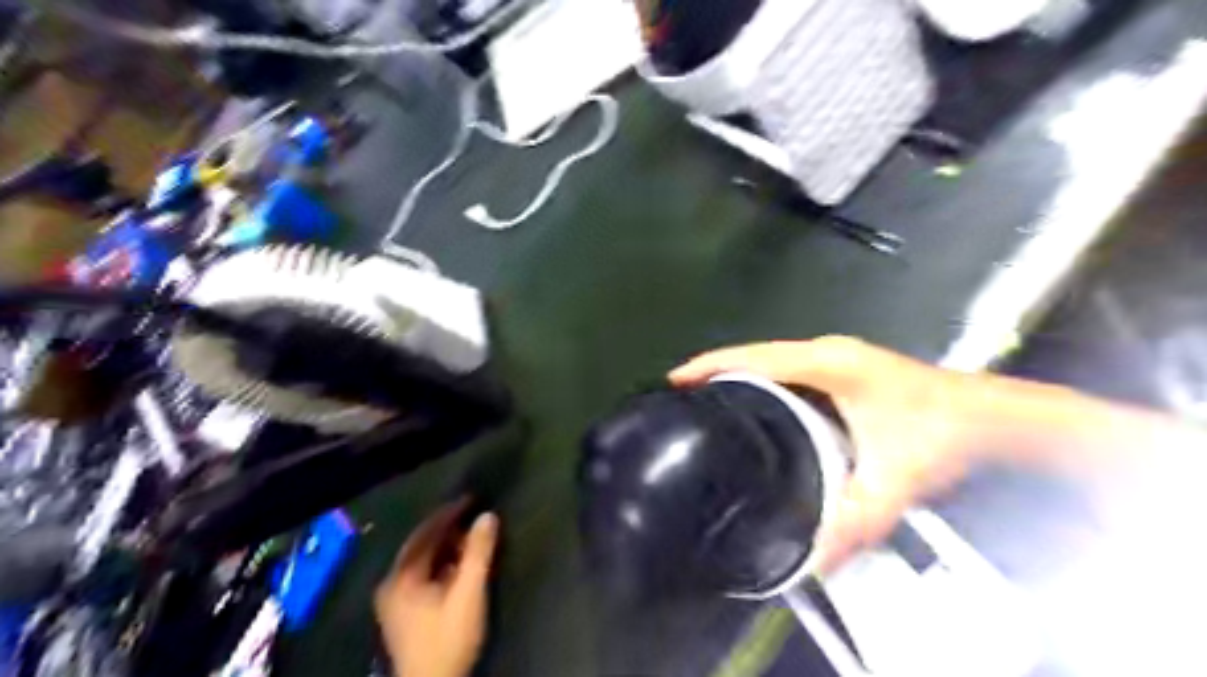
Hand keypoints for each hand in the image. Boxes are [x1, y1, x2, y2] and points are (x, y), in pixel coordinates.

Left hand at [373, 500, 493, 676]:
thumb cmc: (448, 638)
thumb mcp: (468, 593)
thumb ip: (478, 553)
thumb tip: (488, 516)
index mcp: (402, 575)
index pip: (426, 531)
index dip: (450, 512)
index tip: (473, 499)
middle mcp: (391, 582)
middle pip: (420, 544)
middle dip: (447, 528)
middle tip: (473, 516)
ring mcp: (393, 599)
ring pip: (421, 559)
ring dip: (445, 545)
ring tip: (470, 538)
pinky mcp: (401, 612)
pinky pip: (421, 573)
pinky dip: (440, 562)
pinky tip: (458, 564)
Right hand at [671, 336, 988, 573]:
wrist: (994, 416)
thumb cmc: (944, 434)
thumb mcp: (894, 479)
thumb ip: (854, 521)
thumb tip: (812, 562)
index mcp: (828, 363)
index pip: (756, 356)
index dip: (712, 364)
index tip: (675, 380)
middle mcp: (826, 351)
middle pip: (757, 353)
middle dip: (717, 369)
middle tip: (683, 397)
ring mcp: (836, 357)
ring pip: (773, 360)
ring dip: (739, 374)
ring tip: (707, 400)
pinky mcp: (843, 368)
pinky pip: (788, 369)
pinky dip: (763, 381)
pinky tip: (755, 405)